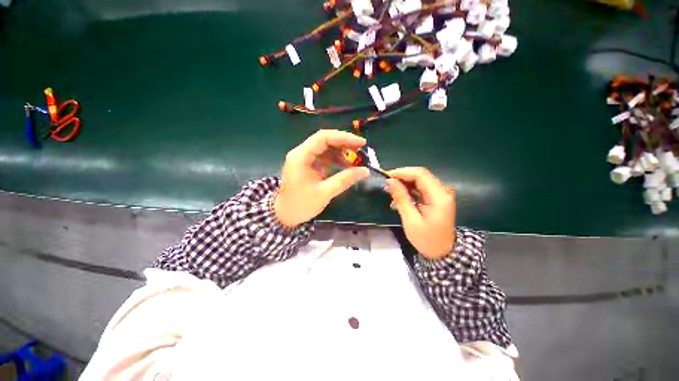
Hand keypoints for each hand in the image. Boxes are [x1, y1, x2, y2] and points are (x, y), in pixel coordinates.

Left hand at [274, 130, 369, 227]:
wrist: (286, 215)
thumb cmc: (301, 204)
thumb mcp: (325, 192)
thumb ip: (345, 180)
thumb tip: (365, 171)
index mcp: (301, 156)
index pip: (323, 137)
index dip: (344, 137)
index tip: (361, 143)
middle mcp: (302, 153)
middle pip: (325, 141)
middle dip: (344, 144)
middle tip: (361, 151)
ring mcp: (305, 159)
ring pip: (326, 149)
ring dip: (342, 153)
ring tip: (357, 161)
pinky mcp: (309, 166)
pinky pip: (325, 158)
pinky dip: (337, 161)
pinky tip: (347, 167)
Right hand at [385, 167, 455, 259]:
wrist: (442, 252)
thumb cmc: (426, 239)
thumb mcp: (410, 220)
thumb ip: (401, 198)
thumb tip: (390, 181)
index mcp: (439, 196)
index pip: (421, 174)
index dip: (402, 172)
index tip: (387, 176)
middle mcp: (442, 191)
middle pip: (421, 175)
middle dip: (402, 177)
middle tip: (387, 184)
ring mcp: (440, 193)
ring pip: (420, 180)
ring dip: (404, 183)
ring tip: (390, 190)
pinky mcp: (436, 197)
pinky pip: (421, 187)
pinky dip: (409, 189)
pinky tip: (399, 196)